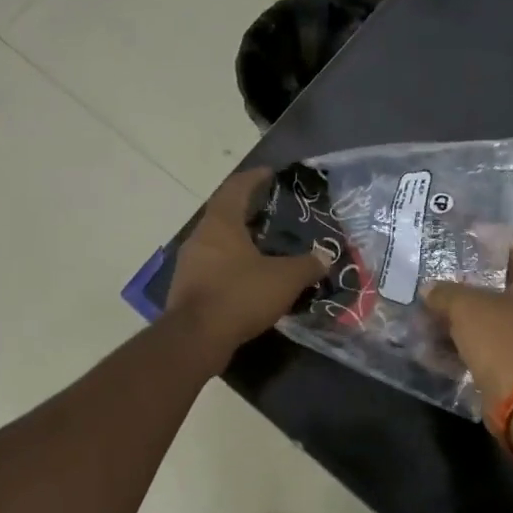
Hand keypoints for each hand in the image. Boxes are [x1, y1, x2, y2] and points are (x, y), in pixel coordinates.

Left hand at [166, 169, 332, 351]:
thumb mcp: (284, 279)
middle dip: (247, 210)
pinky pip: (212, 265)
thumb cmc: (239, 295)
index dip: (254, 178)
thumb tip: (326, 257)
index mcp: (221, 222)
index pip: (236, 187)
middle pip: (224, 213)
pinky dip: (230, 263)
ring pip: (217, 241)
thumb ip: (307, 265)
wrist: (195, 338)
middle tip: (272, 212)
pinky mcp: (187, 286)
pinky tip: (248, 276)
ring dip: (238, 239)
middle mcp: (201, 236)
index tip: (269, 174)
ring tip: (264, 245)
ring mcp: (190, 262)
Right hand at [423, 233, 512, 405]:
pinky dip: (460, 340)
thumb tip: (430, 290)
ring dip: (458, 311)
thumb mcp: (466, 306)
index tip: (461, 232)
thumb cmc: (503, 338)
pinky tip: (429, 339)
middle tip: (436, 267)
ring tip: (425, 303)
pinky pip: (483, 341)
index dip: (489, 235)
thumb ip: (445, 291)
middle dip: (466, 276)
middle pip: (500, 279)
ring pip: (488, 313)